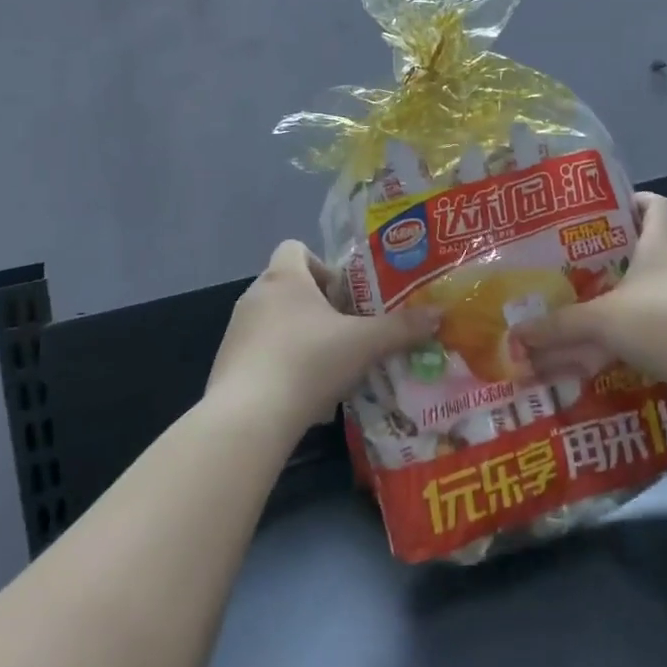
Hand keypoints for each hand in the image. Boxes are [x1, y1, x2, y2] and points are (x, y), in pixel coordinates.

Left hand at [208, 241, 436, 440]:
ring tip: (329, 365)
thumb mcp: (365, 344)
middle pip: (289, 286)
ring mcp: (237, 331)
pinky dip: (281, 364)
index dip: (323, 266)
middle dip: (319, 306)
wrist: (248, 418)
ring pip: (275, 321)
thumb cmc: (308, 362)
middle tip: (347, 332)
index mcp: (284, 278)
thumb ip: (402, 328)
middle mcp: (255, 296)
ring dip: (300, 336)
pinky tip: (302, 393)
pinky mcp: (227, 365)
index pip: (296, 248)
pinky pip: (261, 352)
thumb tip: (439, 315)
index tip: (345, 296)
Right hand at [517, 193, 666, 404]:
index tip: (611, 209)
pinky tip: (623, 347)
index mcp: (663, 245)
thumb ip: (561, 326)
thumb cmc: (664, 321)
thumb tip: (518, 332)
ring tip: (600, 307)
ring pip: (663, 287)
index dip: (637, 201)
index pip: (657, 205)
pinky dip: (649, 330)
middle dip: (625, 254)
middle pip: (657, 246)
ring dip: (636, 296)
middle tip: (588, 264)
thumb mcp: (603, 320)